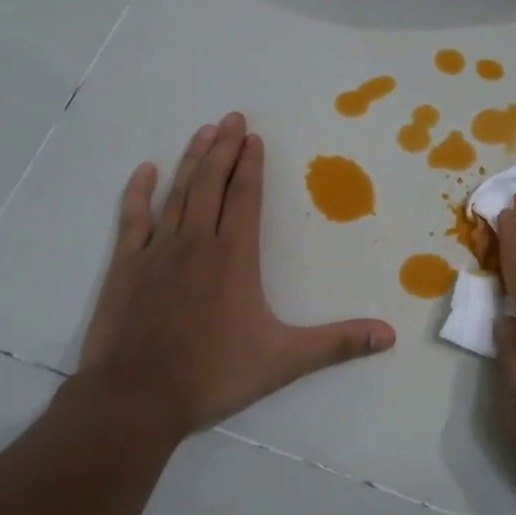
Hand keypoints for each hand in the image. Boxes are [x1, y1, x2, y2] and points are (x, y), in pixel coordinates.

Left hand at [79, 113, 395, 436]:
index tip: (254, 137)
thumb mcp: (284, 360)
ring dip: (192, 161)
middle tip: (231, 117)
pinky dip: (139, 193)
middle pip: (212, 184)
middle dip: (224, 149)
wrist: (137, 397)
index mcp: (234, 256)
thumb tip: (389, 335)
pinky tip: (146, 171)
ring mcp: (157, 251)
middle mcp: (197, 242)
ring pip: (178, 193)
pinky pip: (133, 219)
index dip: (251, 165)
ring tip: (203, 132)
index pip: (245, 197)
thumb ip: (337, 343)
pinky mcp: (126, 266)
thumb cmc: (213, 374)